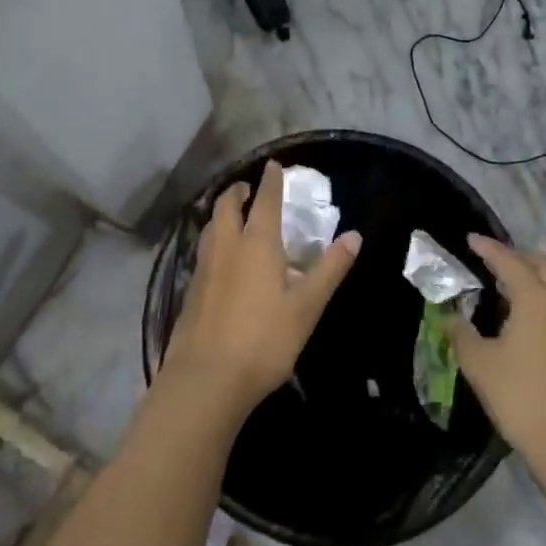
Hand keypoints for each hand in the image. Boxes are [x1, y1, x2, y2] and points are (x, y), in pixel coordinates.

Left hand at [161, 161, 359, 421]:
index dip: (271, 181)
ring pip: (211, 227)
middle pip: (227, 206)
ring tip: (233, 216)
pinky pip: (204, 251)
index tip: (273, 166)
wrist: (206, 380)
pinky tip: (220, 258)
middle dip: (238, 191)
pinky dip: (214, 239)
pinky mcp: (191, 290)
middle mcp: (227, 246)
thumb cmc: (264, 340)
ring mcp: (204, 268)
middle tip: (248, 188)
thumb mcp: (307, 306)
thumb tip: (354, 236)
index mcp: (257, 243)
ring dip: (222, 213)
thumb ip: (330, 269)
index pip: (264, 200)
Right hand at [449, 235, 545, 475]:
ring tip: (504, 284)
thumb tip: (451, 316)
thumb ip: (461, 333)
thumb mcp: (479, 363)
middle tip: (489, 259)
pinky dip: (541, 295)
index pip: (508, 261)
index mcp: (536, 298)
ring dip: (531, 276)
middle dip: (515, 256)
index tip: (470, 239)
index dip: (488, 248)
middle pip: (540, 265)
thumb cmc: (521, 397)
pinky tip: (522, 315)